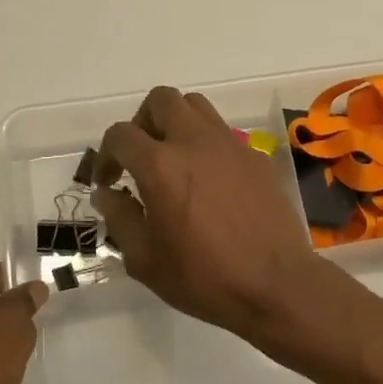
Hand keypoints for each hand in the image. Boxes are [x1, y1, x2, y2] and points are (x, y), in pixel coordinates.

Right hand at [91, 86, 333, 350]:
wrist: (276, 283)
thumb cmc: (204, 277)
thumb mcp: (145, 260)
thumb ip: (120, 218)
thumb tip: (107, 193)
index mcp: (160, 165)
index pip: (120, 134)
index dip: (106, 155)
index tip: (109, 182)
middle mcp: (194, 141)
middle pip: (161, 99)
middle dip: (142, 122)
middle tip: (141, 157)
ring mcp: (230, 144)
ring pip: (196, 106)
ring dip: (176, 123)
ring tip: (174, 160)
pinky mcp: (256, 156)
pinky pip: (223, 133)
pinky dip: (207, 145)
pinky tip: (211, 182)